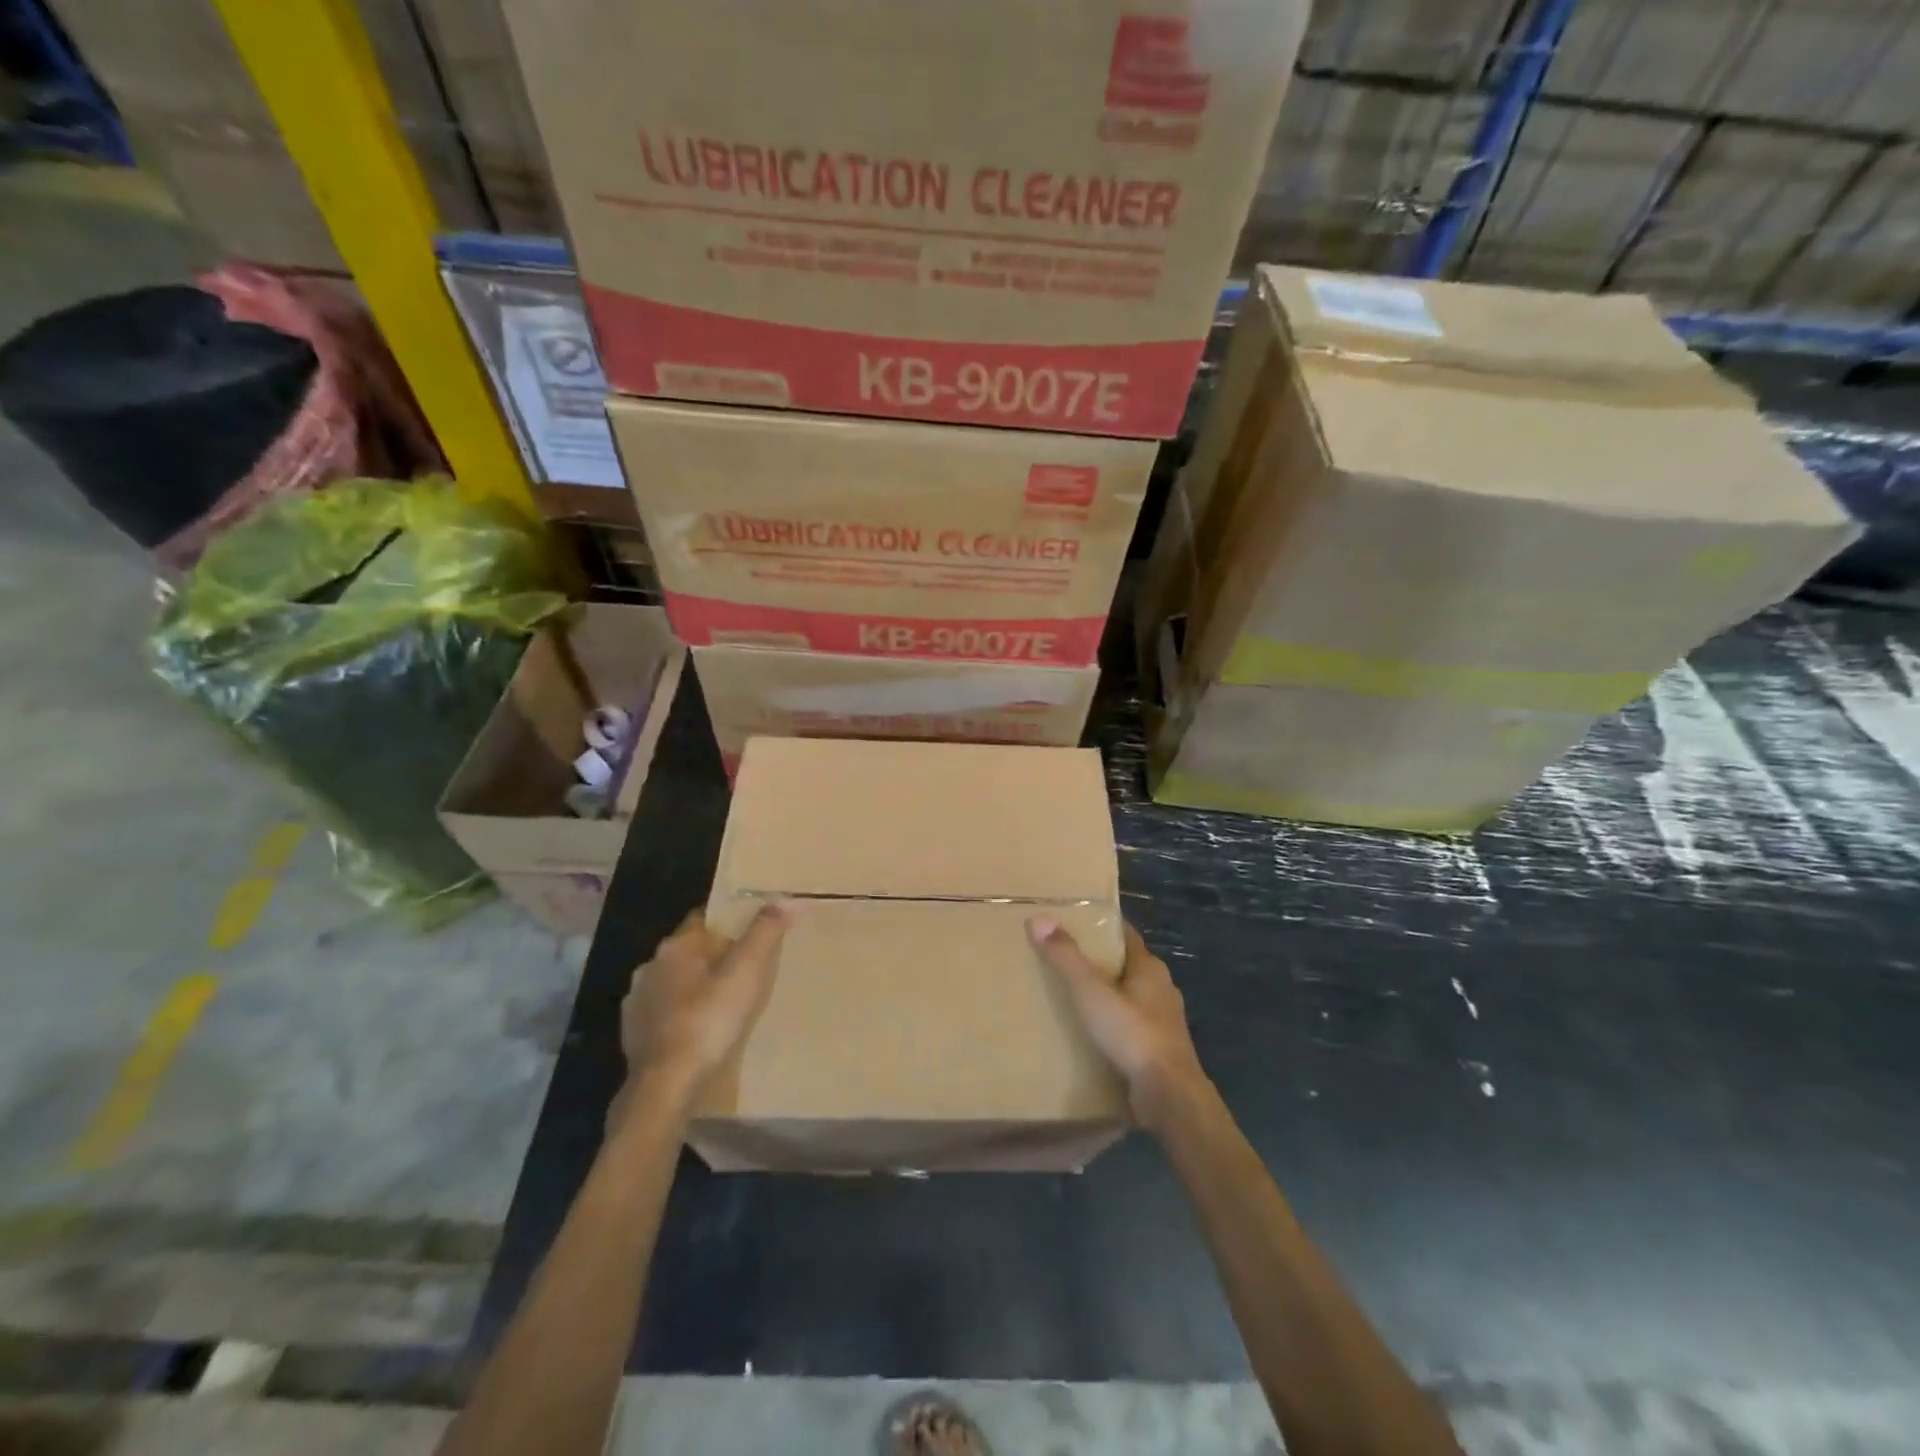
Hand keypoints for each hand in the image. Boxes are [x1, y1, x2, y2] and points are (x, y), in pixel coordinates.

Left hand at [619, 903, 790, 1101]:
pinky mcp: (632, 1033)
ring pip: (673, 982)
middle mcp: (650, 966)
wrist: (665, 1086)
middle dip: (712, 956)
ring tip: (722, 1002)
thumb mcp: (746, 972)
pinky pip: (662, 1012)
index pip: (704, 919)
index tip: (750, 934)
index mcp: (676, 946)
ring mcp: (637, 1001)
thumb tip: (788, 897)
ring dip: (693, 986)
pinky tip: (697, 1030)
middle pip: (689, 950)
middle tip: (743, 970)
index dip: (728, 923)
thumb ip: (766, 932)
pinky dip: (679, 1015)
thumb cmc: (708, 1021)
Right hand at [1026, 918, 1207, 1130]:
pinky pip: (1130, 1027)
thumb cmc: (1132, 1034)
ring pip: (1129, 998)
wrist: (1169, 1096)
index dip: (1101, 927)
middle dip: (1099, 962)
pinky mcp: (1159, 1050)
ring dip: (1106, 996)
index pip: (1124, 934)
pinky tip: (1091, 1034)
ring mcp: (1163, 1021)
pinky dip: (1112, 1025)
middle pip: (1125, 965)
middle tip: (1063, 960)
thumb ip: (1066, 957)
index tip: (1074, 922)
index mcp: (1149, 967)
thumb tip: (1039, 919)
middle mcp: (1161, 989)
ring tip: (1072, 998)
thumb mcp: (1091, 991)